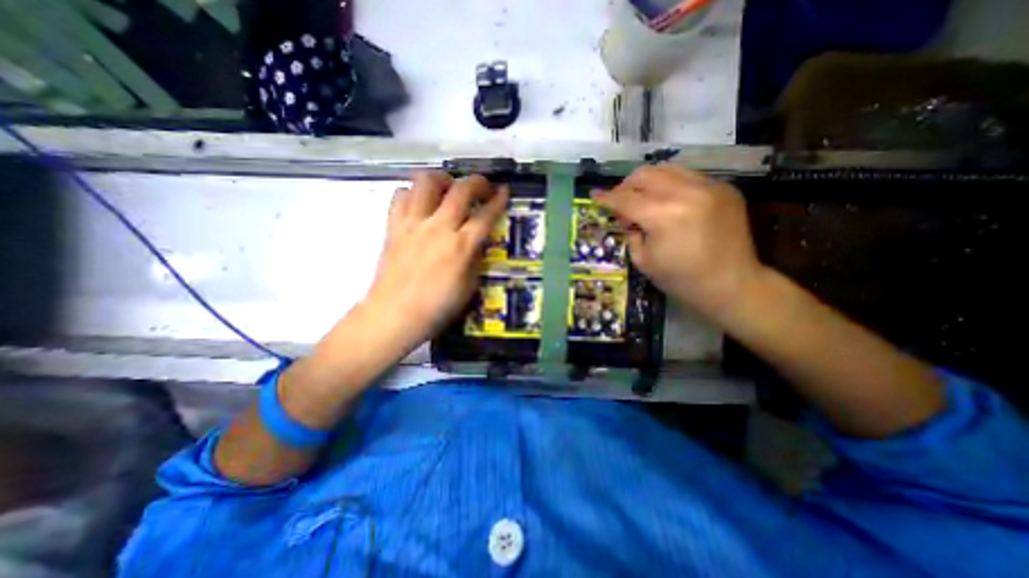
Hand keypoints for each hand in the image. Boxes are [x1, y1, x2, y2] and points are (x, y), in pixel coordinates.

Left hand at [362, 169, 509, 353]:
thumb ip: (475, 259)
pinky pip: (400, 196)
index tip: (504, 190)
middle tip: (483, 185)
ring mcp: (413, 224)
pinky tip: (419, 203)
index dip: (498, 200)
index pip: (485, 215)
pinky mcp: (393, 227)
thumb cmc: (437, 307)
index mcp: (461, 246)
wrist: (394, 315)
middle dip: (477, 181)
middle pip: (460, 190)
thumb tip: (477, 242)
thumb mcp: (469, 287)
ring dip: (442, 179)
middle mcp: (438, 227)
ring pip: (426, 182)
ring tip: (448, 187)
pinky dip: (413, 193)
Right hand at [592, 165, 766, 323]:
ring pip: (668, 169)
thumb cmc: (681, 279)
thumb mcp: (643, 260)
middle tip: (621, 201)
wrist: (731, 284)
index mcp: (663, 215)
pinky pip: (689, 177)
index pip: (626, 199)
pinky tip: (670, 203)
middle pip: (645, 174)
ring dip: (648, 182)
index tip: (594, 196)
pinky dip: (671, 186)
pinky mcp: (725, 188)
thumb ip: (630, 232)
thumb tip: (626, 217)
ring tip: (644, 199)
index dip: (606, 198)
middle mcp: (686, 192)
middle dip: (626, 185)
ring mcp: (710, 186)